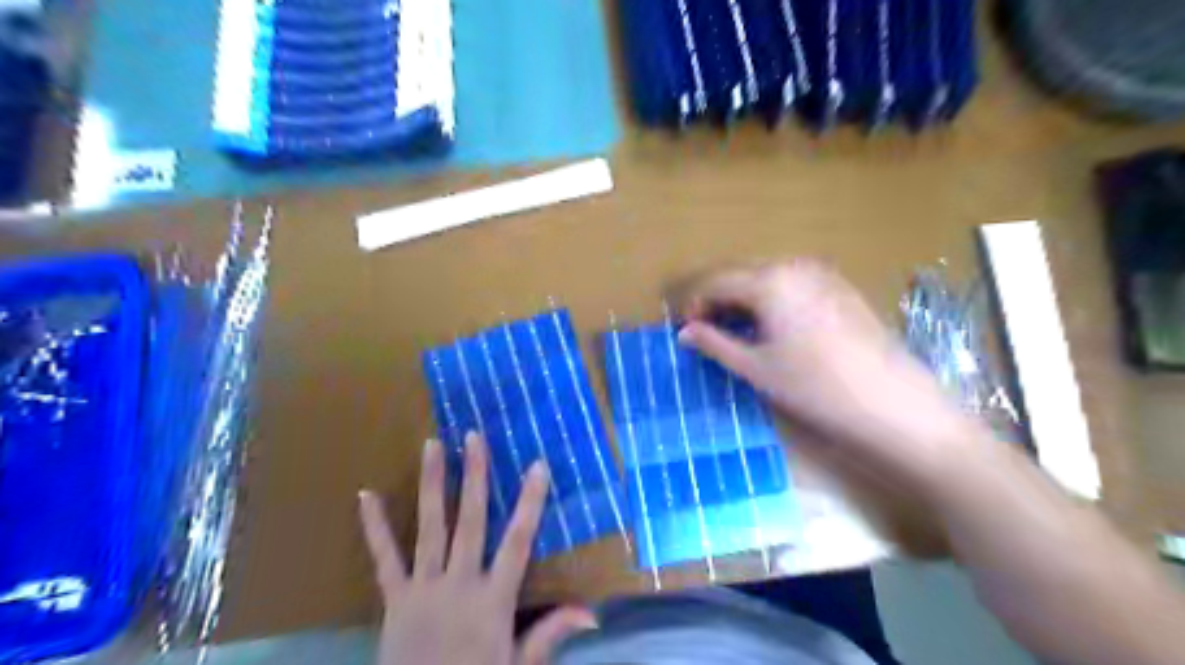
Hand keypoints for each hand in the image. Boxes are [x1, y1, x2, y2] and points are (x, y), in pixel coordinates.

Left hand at [360, 430, 602, 663]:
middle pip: (470, 522)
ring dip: (431, 485)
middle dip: (474, 477)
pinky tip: (366, 495)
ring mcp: (423, 588)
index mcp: (493, 599)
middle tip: (474, 437)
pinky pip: (384, 559)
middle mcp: (459, 584)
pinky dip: (374, 527)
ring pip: (429, 528)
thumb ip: (550, 634)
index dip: (530, 502)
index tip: (538, 465)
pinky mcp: (394, 599)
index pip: (517, 542)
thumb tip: (592, 614)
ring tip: (432, 446)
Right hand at [675, 259, 980, 483]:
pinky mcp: (841, 287)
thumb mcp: (756, 367)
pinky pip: (793, 283)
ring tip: (737, 331)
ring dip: (745, 298)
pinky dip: (772, 299)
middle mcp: (794, 265)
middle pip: (742, 273)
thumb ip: (715, 344)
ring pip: (768, 276)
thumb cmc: (814, 386)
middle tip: (706, 330)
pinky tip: (773, 326)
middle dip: (718, 299)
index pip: (717, 281)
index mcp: (769, 280)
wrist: (892, 403)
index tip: (684, 329)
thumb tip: (684, 333)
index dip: (694, 303)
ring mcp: (823, 273)